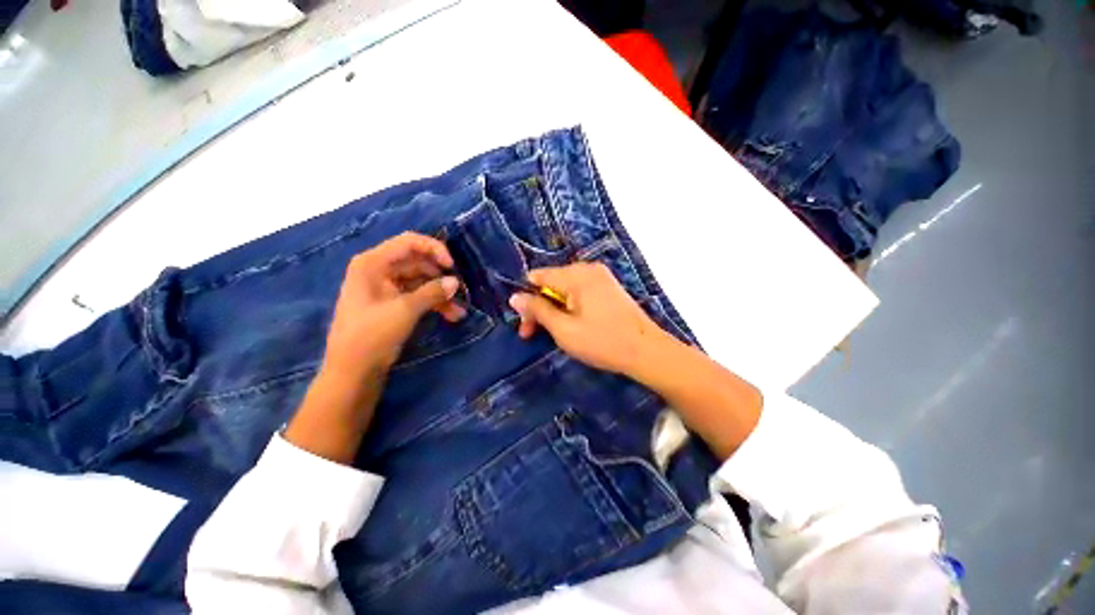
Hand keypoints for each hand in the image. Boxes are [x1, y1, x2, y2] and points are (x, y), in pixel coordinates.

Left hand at [324, 232, 463, 378]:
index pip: (409, 242)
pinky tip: (451, 316)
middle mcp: (379, 270)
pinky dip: (434, 304)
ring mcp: (386, 288)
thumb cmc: (372, 335)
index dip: (434, 249)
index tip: (452, 267)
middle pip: (417, 263)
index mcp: (373, 263)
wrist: (352, 372)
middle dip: (441, 277)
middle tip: (459, 291)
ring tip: (459, 311)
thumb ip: (433, 292)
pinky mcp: (392, 304)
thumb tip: (455, 282)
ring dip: (441, 294)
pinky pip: (418, 296)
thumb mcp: (405, 310)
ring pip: (421, 282)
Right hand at [507, 262, 673, 375]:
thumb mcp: (564, 329)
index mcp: (576, 275)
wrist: (647, 351)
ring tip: (554, 332)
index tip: (525, 325)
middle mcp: (588, 269)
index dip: (527, 300)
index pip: (537, 277)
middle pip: (551, 282)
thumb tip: (515, 297)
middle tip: (533, 334)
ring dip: (554, 309)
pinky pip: (579, 292)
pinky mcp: (608, 287)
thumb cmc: (602, 341)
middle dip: (540, 307)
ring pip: (564, 289)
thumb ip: (538, 310)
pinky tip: (572, 324)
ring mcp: (600, 277)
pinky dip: (570, 307)